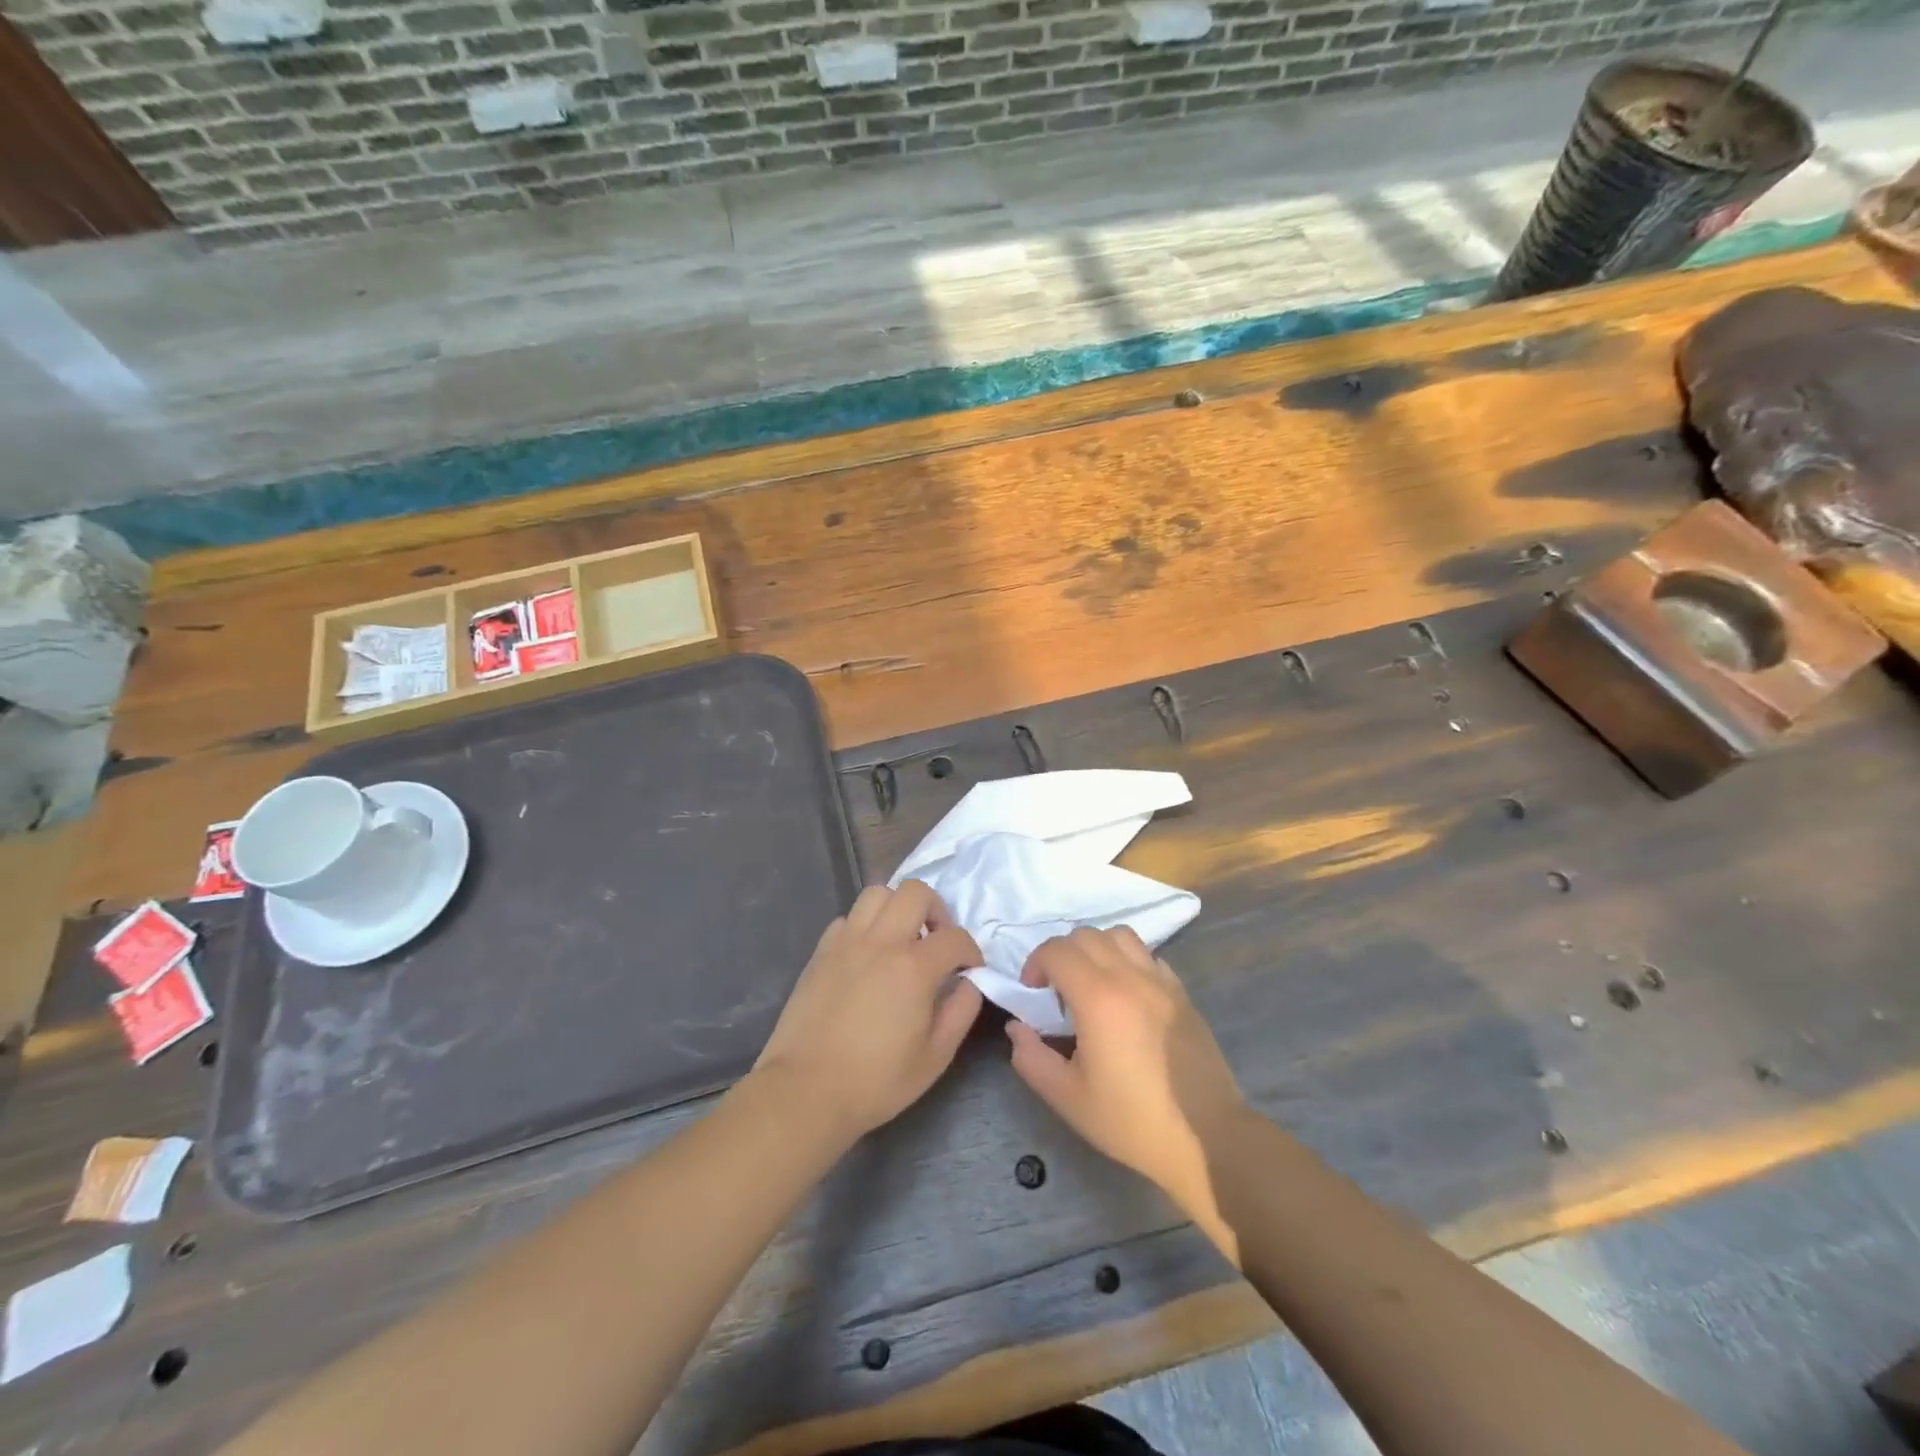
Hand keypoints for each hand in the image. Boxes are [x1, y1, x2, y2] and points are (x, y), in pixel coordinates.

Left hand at [754, 881, 983, 1139]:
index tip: (970, 971)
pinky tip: (867, 956)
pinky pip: (848, 918)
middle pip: (915, 892)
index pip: (955, 937)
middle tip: (936, 942)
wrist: (806, 1090)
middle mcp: (881, 941)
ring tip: (901, 940)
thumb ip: (962, 1010)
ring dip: (897, 909)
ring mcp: (846, 942)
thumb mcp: (936, 1056)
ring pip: (877, 893)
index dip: (971, 952)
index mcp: (914, 967)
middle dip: (936, 910)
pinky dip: (865, 926)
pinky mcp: (821, 951)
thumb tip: (969, 981)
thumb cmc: (876, 1080)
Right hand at [1006, 928, 1247, 1224]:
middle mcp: (1130, 977)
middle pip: (1085, 935)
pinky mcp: (1182, 992)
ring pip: (1119, 936)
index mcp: (1098, 998)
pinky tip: (1125, 996)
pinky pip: (1147, 955)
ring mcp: (1160, 981)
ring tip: (1091, 984)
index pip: (1056, 950)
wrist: (1208, 1137)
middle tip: (1056, 991)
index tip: (1032, 994)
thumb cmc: (1132, 1120)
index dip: (1035, 964)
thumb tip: (1017, 1028)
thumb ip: (1032, 1058)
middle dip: (1061, 954)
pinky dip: (1127, 961)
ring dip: (1095, 949)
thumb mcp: (1068, 1098)